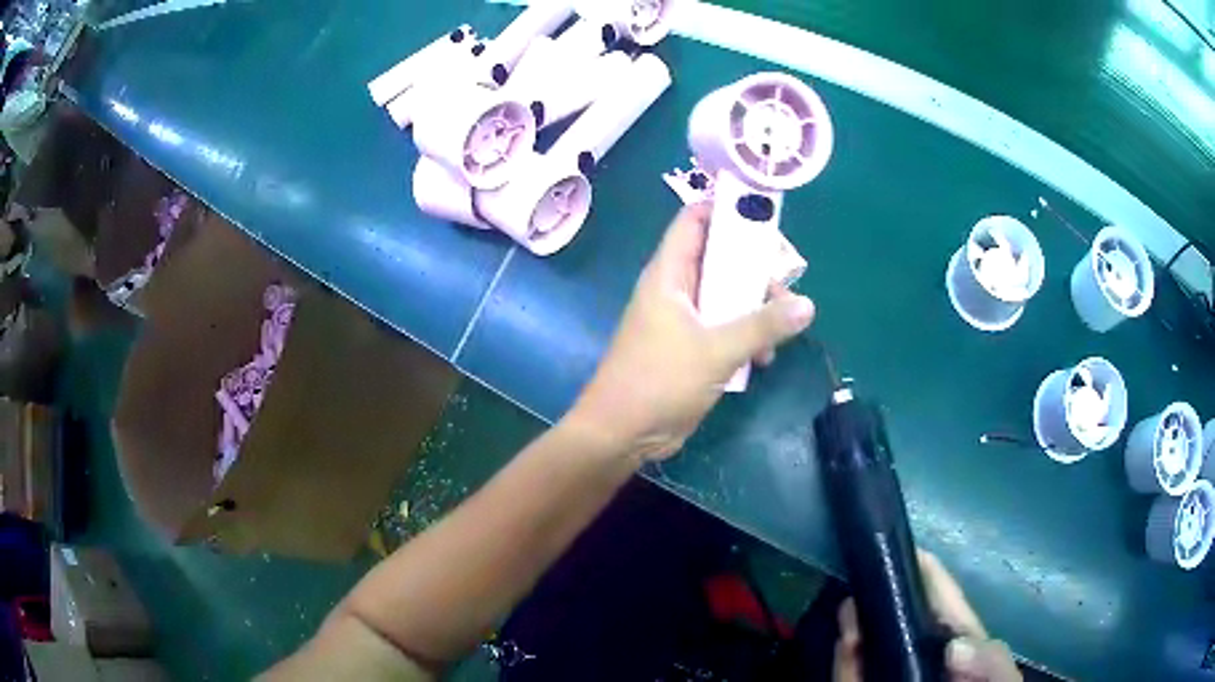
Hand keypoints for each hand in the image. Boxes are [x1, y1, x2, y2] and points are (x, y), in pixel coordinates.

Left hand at [566, 204, 815, 462]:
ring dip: (755, 308)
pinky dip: (746, 336)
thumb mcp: (716, 350)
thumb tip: (807, 305)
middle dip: (754, 267)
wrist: (622, 434)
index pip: (694, 221)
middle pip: (720, 258)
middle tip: (784, 282)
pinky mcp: (691, 350)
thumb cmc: (659, 381)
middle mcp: (676, 290)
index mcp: (669, 275)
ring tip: (780, 328)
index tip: (764, 215)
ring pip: (727, 296)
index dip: (725, 208)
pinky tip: (763, 359)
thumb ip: (762, 325)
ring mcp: (683, 321)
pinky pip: (725, 329)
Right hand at [834, 552, 1021, 681]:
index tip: (912, 550)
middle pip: (912, 633)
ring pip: (879, 657)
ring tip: (855, 597)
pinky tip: (845, 636)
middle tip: (873, 571)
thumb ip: (993, 672)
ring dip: (865, 628)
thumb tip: (957, 647)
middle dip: (894, 601)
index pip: (954, 618)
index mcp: (968, 664)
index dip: (937, 583)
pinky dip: (847, 663)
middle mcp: (932, 673)